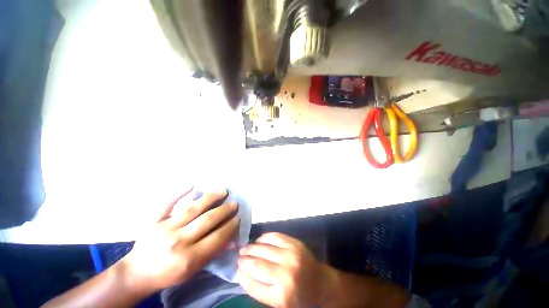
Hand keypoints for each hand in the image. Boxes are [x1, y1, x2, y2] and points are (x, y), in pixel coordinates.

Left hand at [120, 189, 239, 293]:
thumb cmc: (168, 274)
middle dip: (224, 210)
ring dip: (210, 198)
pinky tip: (192, 183)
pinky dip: (179, 192)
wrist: (137, 273)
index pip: (217, 237)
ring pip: (192, 209)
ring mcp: (165, 228)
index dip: (230, 225)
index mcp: (189, 258)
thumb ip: (212, 253)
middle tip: (234, 203)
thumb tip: (231, 238)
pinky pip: (167, 204)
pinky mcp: (154, 221)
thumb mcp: (193, 271)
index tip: (238, 217)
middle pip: (207, 220)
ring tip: (223, 190)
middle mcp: (179, 241)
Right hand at [237, 233, 332, 307]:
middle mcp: (285, 272)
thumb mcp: (278, 302)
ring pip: (264, 247)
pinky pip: (274, 236)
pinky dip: (264, 238)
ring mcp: (291, 254)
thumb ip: (259, 289)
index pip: (253, 284)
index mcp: (281, 294)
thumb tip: (242, 273)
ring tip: (245, 248)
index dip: (242, 274)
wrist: (321, 283)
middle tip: (238, 256)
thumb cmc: (299, 297)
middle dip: (245, 259)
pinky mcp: (295, 243)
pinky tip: (258, 241)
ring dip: (252, 247)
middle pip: (257, 263)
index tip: (236, 269)